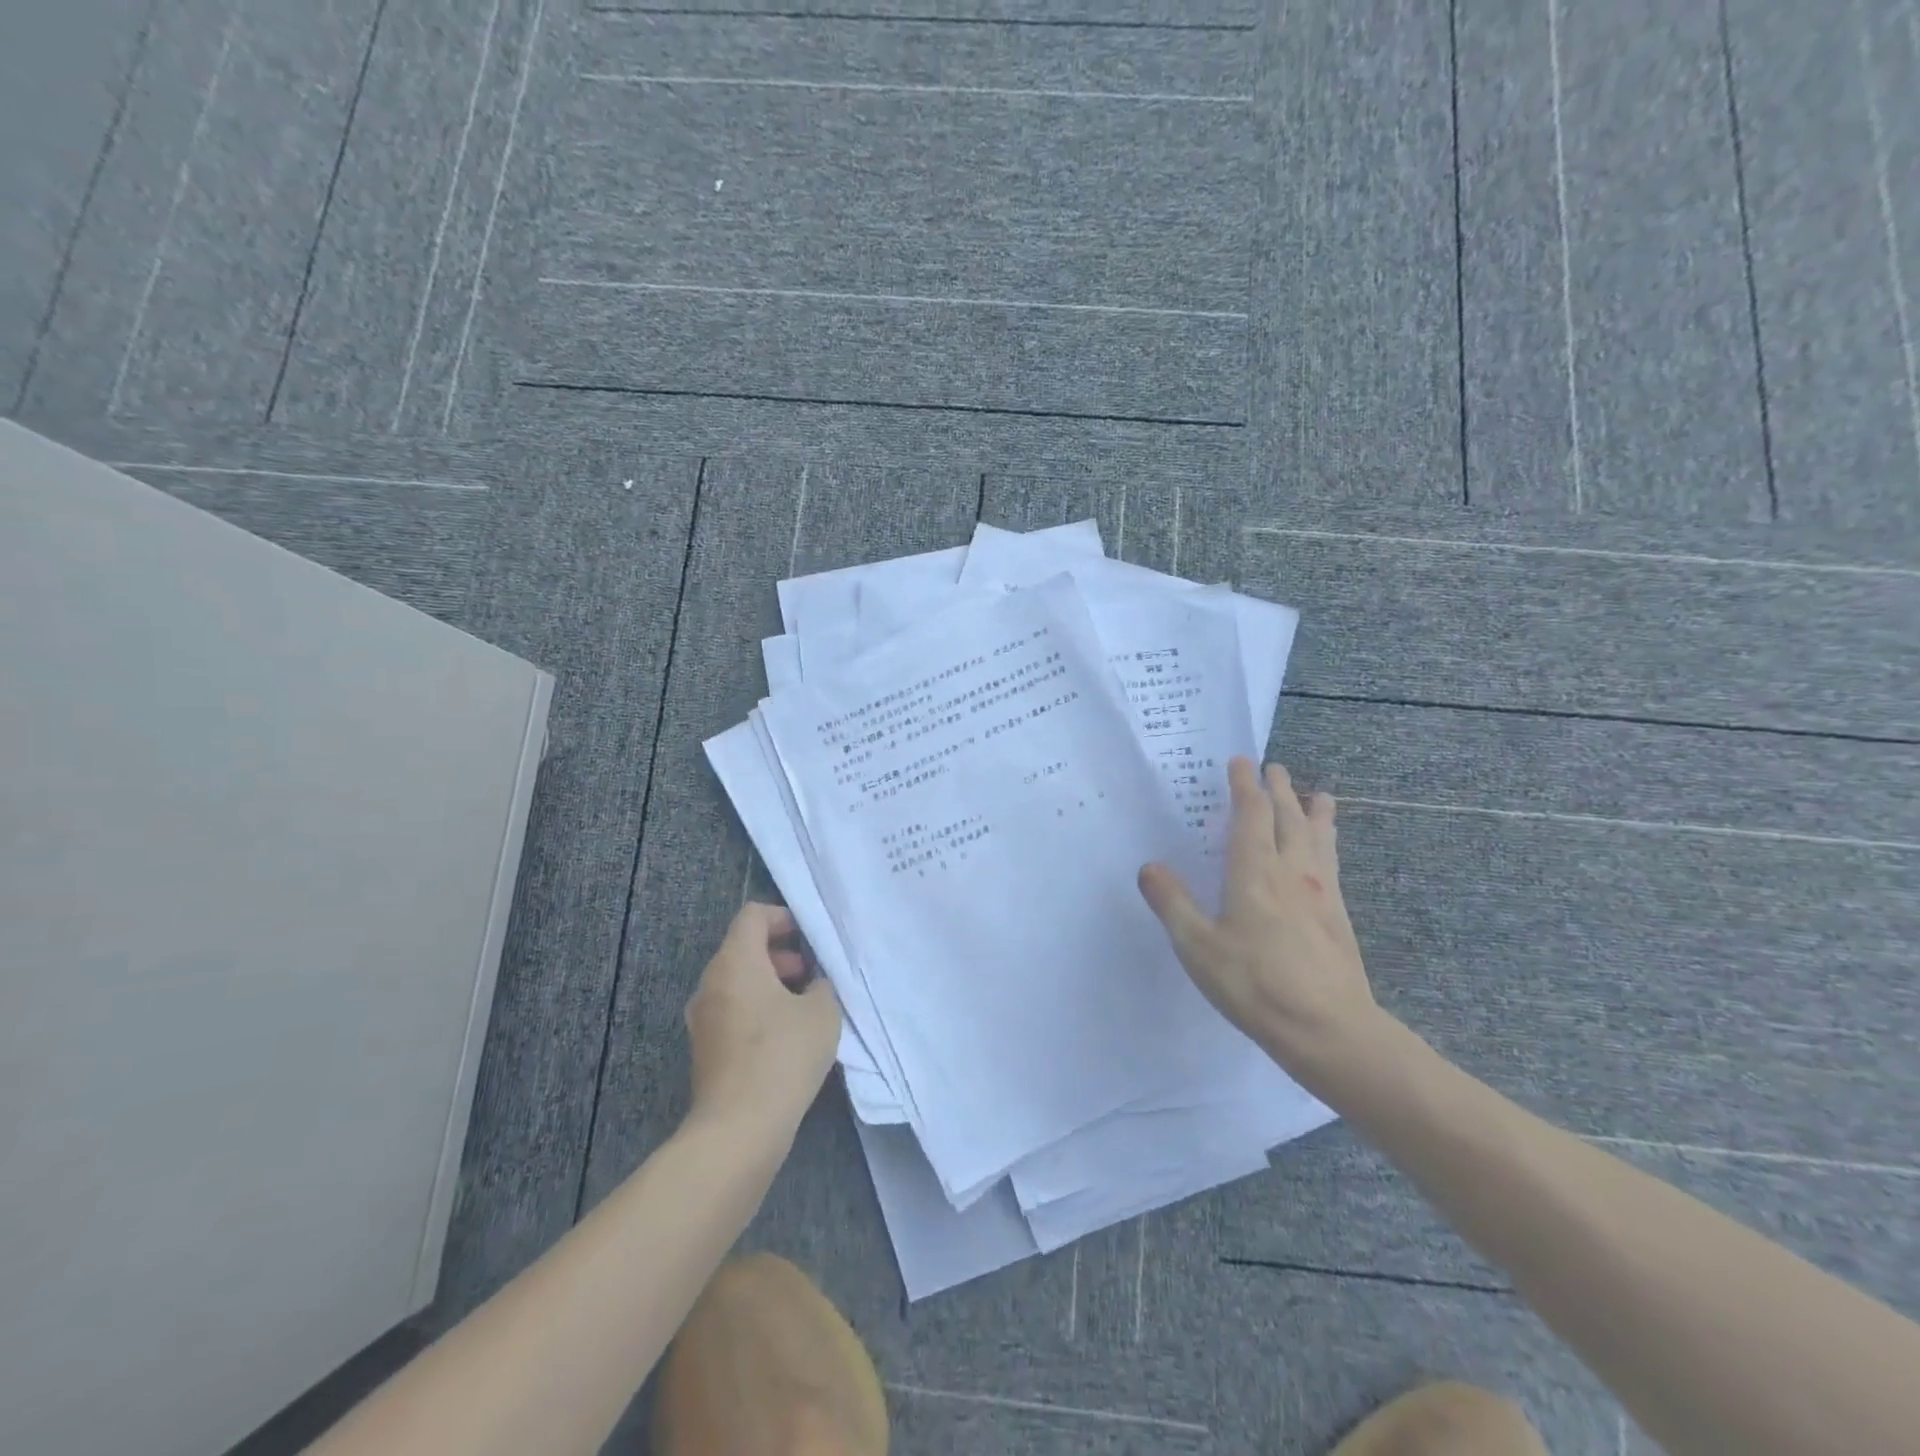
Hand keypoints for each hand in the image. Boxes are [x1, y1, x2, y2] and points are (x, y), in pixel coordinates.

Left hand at [684, 903, 841, 1138]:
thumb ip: (820, 986)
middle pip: (742, 948)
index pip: (752, 916)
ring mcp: (702, 1018)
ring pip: (737, 982)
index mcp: (735, 962)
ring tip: (803, 1007)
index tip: (807, 939)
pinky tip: (785, 1037)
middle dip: (779, 954)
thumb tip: (811, 986)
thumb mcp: (822, 1012)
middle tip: (810, 975)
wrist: (738, 1129)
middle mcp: (711, 983)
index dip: (782, 918)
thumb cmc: (783, 1056)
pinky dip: (756, 1010)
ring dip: (769, 984)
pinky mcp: (704, 1049)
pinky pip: (732, 1011)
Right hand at [1138, 758, 1379, 1079]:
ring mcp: (1321, 893)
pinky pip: (1332, 862)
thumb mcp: (1198, 946)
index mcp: (1255, 872)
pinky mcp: (1338, 916)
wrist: (1330, 1030)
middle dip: (1279, 790)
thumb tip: (1149, 867)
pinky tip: (1327, 853)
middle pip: (1289, 818)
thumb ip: (1172, 903)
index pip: (1251, 814)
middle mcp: (1292, 872)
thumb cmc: (1255, 984)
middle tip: (1274, 768)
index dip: (1244, 786)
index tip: (1240, 762)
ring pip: (1318, 837)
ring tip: (1319, 795)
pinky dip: (1328, 842)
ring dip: (1313, 811)